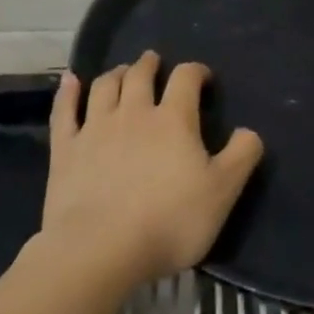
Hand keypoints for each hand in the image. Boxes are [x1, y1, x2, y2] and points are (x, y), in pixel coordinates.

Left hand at [41, 52, 264, 286]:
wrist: (99, 251)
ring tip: (122, 72)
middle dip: (149, 65)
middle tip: (154, 62)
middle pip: (140, 74)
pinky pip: (64, 111)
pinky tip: (70, 80)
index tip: (203, 78)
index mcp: (174, 119)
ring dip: (115, 73)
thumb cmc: (168, 221)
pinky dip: (67, 92)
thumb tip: (249, 131)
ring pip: (104, 86)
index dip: (196, 71)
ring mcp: (96, 128)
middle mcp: (134, 112)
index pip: (186, 78)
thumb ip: (242, 156)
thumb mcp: (222, 192)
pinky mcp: (66, 150)